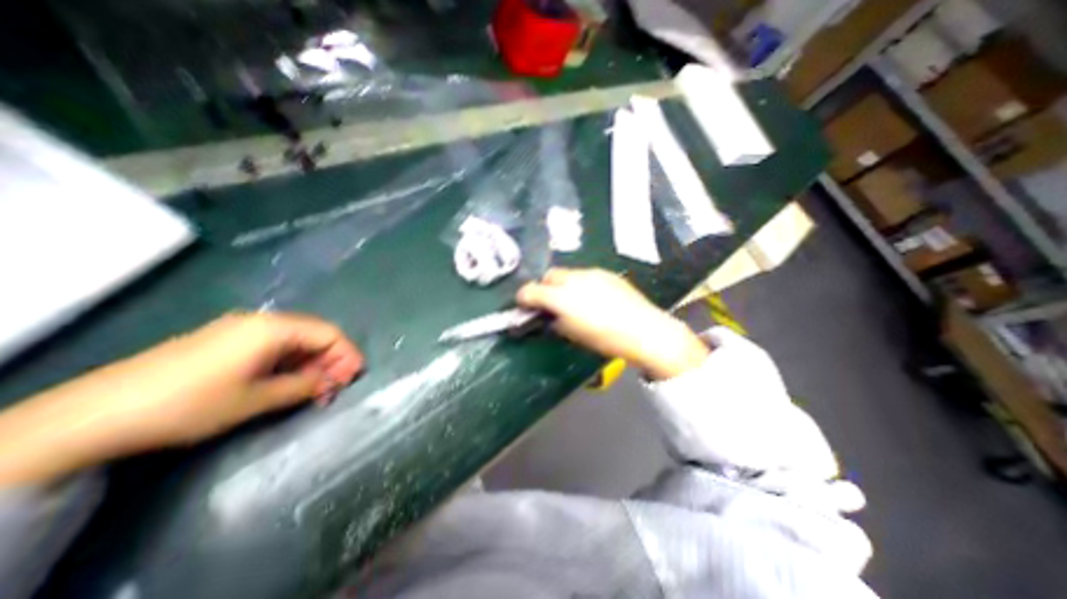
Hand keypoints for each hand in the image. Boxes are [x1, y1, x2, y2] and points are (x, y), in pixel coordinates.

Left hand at [0, 314, 361, 487]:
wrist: (94, 414)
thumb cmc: (191, 403)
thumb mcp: (256, 399)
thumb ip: (303, 386)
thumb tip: (331, 383)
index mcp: (274, 328)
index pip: (329, 333)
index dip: (347, 354)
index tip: (352, 378)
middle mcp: (262, 321)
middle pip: (314, 334)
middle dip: (331, 359)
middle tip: (334, 387)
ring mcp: (241, 329)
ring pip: (295, 340)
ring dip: (311, 363)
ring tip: (313, 389)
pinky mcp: (225, 341)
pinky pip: (273, 346)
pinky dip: (289, 362)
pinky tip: (287, 381)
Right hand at [516, 269, 706, 380]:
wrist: (644, 330)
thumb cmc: (605, 339)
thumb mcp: (573, 335)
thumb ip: (555, 321)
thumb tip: (549, 316)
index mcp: (561, 298)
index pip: (531, 290)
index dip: (523, 297)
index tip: (524, 305)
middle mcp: (573, 279)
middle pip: (549, 276)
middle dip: (545, 287)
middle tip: (551, 302)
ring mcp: (591, 273)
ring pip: (567, 273)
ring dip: (563, 284)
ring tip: (574, 300)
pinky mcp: (605, 273)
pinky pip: (585, 275)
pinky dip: (581, 283)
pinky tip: (593, 297)